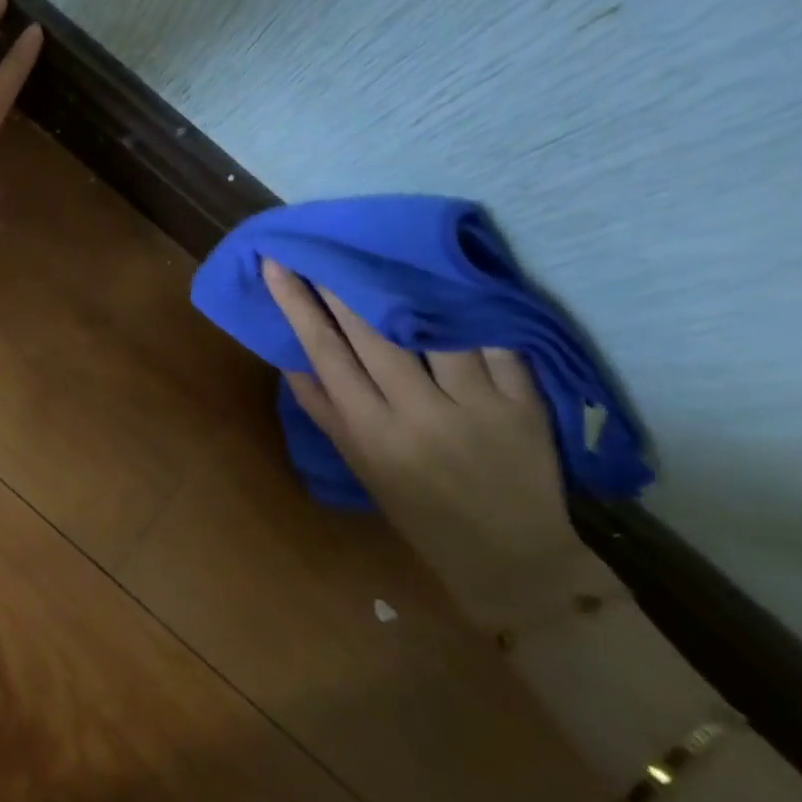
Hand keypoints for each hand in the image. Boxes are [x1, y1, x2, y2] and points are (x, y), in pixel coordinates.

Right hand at [260, 260, 613, 629]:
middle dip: (342, 282)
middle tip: (324, 244)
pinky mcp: (524, 403)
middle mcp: (416, 412)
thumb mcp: (360, 466)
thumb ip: (325, 410)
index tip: (276, 264)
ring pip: (433, 328)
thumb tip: (292, 356)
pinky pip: (495, 343)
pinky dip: (472, 312)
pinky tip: (451, 284)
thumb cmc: (418, 511)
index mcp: (369, 430)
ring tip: (384, 254)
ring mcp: (475, 405)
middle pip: (372, 331)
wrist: (508, 557)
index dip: (297, 303)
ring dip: (403, 286)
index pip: (324, 351)